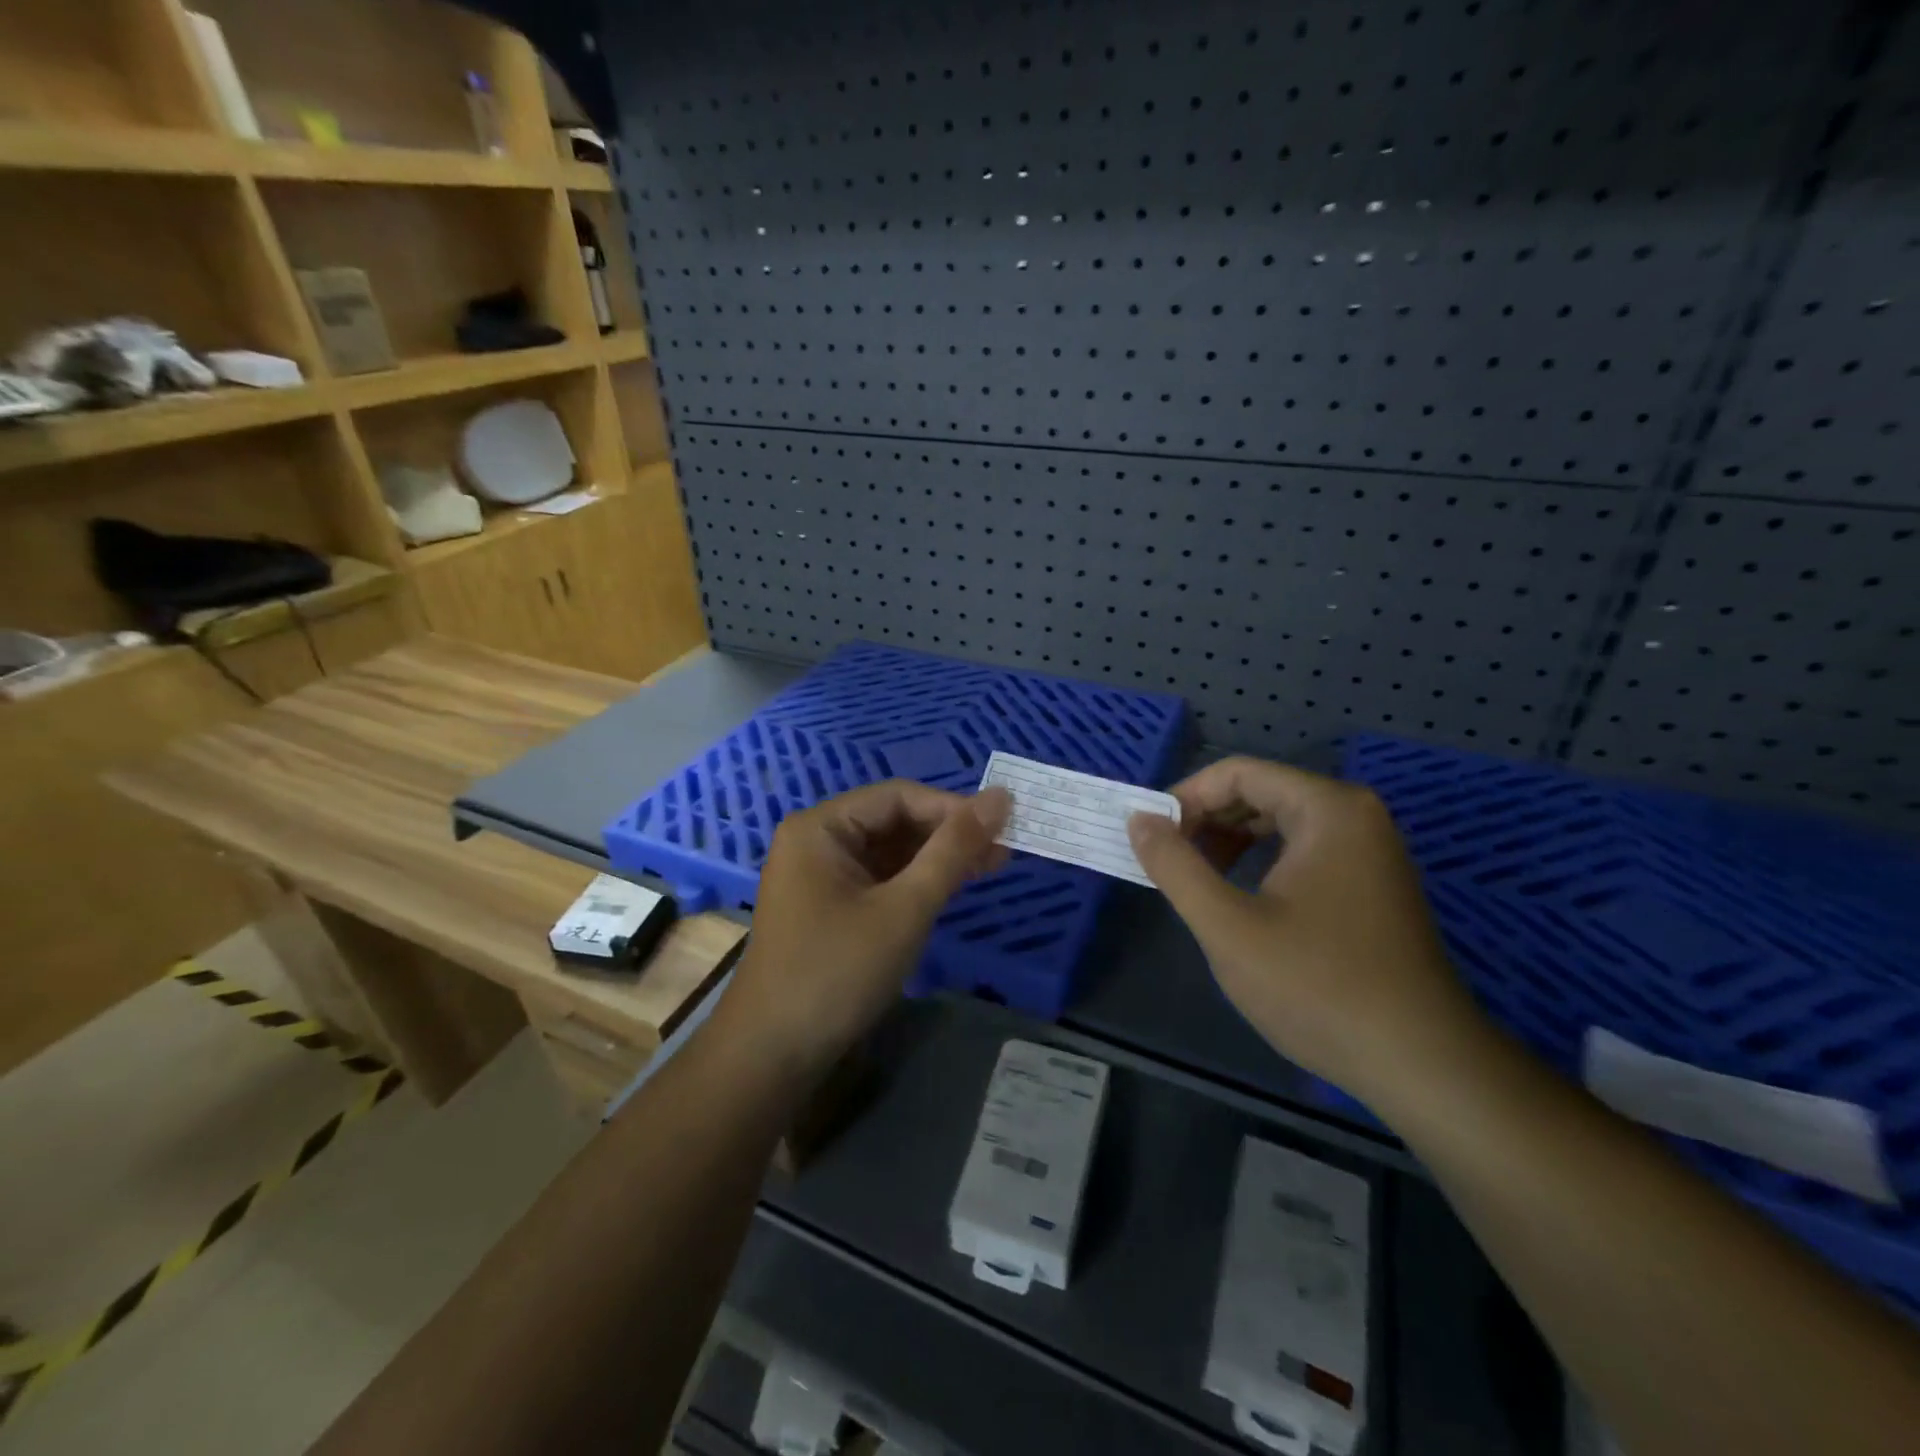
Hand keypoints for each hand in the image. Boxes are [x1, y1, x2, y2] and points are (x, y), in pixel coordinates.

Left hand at [721, 781, 1010, 1076]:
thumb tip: (1001, 797)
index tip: (1002, 828)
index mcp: (821, 827)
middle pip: (893, 821)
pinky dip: (914, 883)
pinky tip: (950, 890)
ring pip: (889, 852)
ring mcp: (819, 876)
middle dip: (947, 835)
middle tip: (1003, 852)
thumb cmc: (838, 972)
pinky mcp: (828, 907)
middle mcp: (816, 841)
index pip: (898, 797)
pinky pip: (878, 879)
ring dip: (936, 859)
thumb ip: (953, 850)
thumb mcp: (905, 908)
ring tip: (989, 868)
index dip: (953, 808)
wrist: (773, 1056)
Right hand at [1128, 756, 1487, 1104]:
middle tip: (1169, 861)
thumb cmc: (1317, 986)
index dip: (1186, 798)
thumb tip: (1138, 821)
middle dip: (1206, 820)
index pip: (1238, 774)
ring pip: (1281, 823)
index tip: (1152, 838)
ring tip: (1197, 880)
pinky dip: (1262, 862)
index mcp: (1328, 809)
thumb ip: (1176, 866)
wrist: (1420, 1064)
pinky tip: (1241, 898)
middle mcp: (1355, 816)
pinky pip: (1304, 850)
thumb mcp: (1228, 925)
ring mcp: (1370, 851)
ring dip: (1231, 841)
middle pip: (1261, 792)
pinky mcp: (1373, 884)